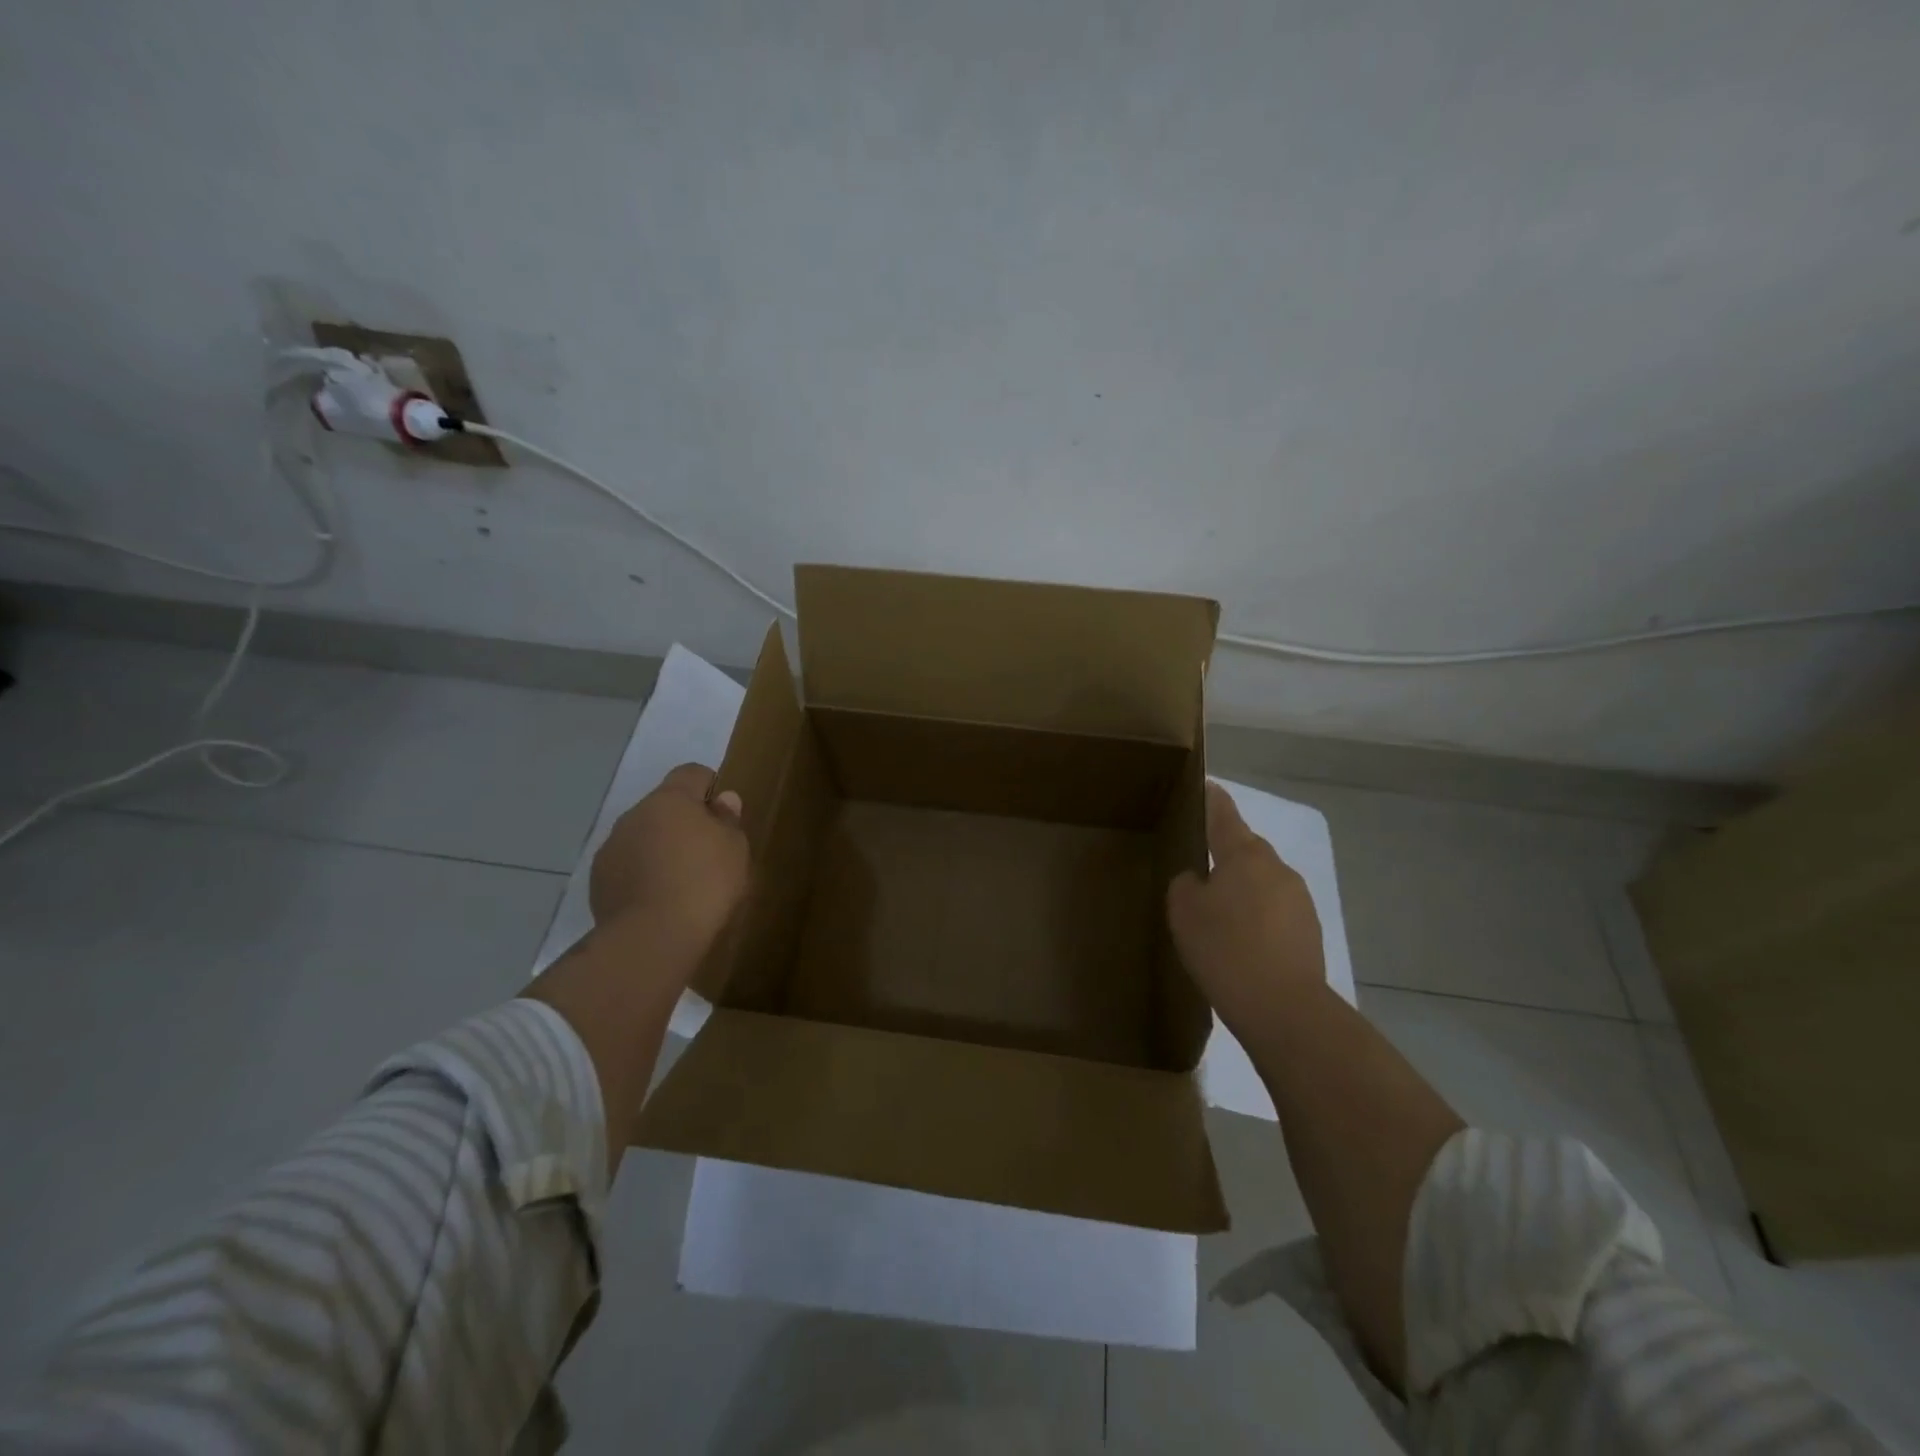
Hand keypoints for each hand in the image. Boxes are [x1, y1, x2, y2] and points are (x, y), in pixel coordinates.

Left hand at [589, 763, 748, 956]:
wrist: (652, 938)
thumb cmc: (705, 883)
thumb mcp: (734, 849)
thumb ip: (728, 820)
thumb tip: (723, 800)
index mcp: (670, 799)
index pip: (691, 773)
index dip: (709, 786)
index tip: (723, 813)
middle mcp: (635, 815)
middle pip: (663, 806)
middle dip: (682, 822)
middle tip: (706, 852)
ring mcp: (612, 847)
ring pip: (642, 836)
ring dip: (659, 848)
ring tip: (681, 881)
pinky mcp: (598, 880)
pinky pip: (627, 866)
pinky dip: (642, 874)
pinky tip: (659, 900)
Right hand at [1167, 781, 1328, 1040]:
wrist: (1283, 1008)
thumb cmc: (1224, 948)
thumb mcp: (1184, 911)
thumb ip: (1185, 885)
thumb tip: (1198, 880)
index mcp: (1244, 854)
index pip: (1224, 813)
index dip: (1211, 798)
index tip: (1204, 785)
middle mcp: (1276, 867)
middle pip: (1245, 849)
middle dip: (1224, 854)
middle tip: (1196, 868)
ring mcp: (1299, 899)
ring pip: (1261, 882)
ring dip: (1241, 890)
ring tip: (1217, 916)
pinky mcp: (1309, 931)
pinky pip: (1274, 912)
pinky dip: (1256, 918)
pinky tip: (1240, 944)